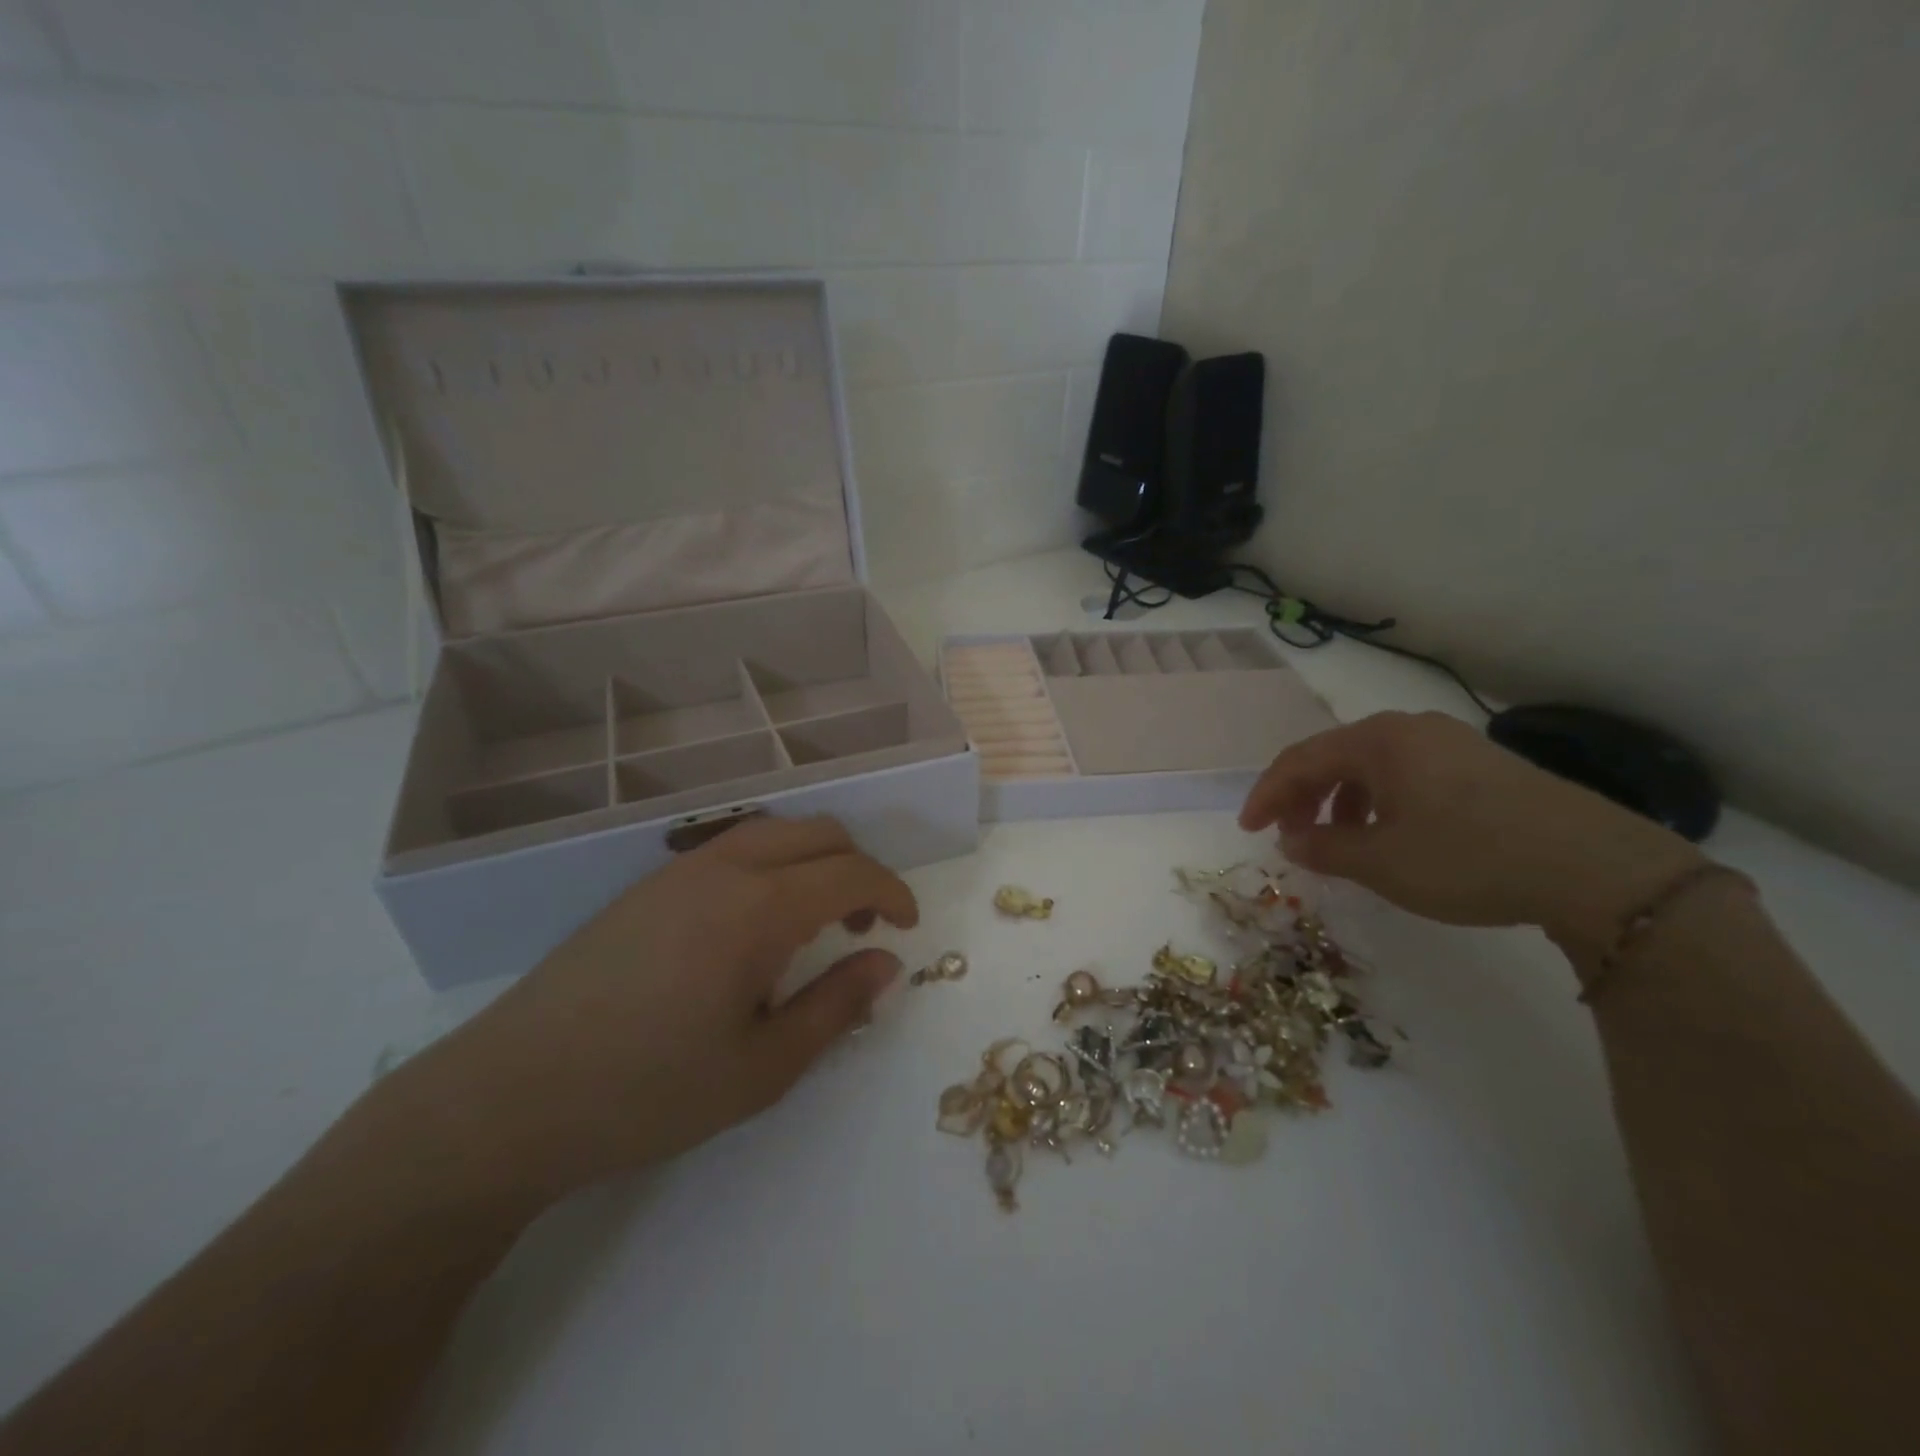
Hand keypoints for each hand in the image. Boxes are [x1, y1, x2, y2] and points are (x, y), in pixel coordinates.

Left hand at [404, 816, 915, 1205]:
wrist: (510, 1097)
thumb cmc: (649, 1091)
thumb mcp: (763, 1066)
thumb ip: (836, 1006)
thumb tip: (886, 964)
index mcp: (759, 907)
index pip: (851, 872)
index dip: (892, 893)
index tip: (907, 927)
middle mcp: (723, 868)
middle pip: (816, 833)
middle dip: (856, 868)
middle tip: (860, 929)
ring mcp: (678, 871)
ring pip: (772, 833)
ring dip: (811, 863)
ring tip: (810, 928)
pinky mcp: (646, 887)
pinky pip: (731, 850)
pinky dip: (770, 868)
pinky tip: (751, 931)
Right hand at [1239, 711, 1704, 952]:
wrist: (1596, 868)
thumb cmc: (1468, 857)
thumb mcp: (1382, 862)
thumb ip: (1324, 848)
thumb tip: (1290, 840)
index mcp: (1378, 741)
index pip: (1300, 760)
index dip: (1267, 795)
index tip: (1250, 831)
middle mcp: (1410, 729)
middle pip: (1334, 757)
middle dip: (1303, 798)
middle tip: (1290, 837)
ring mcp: (1450, 743)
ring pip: (1371, 767)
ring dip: (1341, 802)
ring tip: (1339, 842)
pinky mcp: (1481, 765)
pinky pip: (1407, 776)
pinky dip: (1380, 803)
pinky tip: (1391, 836)